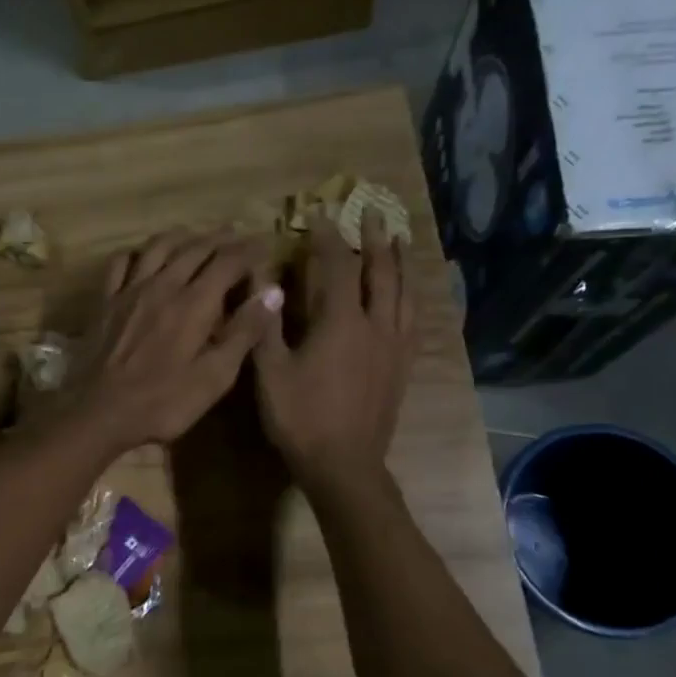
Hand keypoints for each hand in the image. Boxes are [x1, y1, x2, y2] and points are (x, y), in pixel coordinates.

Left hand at [67, 231, 283, 456]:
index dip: (250, 250)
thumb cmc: (165, 402)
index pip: (228, 261)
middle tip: (237, 236)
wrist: (101, 413)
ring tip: (196, 236)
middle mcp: (163, 285)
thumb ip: (244, 332)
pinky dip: (136, 252)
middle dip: (221, 238)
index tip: (265, 244)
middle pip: (195, 248)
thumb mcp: (215, 376)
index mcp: (194, 302)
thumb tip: (272, 292)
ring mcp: (130, 291)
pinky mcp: (106, 302)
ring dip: (182, 236)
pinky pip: (120, 263)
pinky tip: (142, 256)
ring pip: (158, 247)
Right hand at [253, 215, 416, 488]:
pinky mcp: (402, 367)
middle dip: (375, 238)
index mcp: (341, 323)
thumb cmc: (300, 419)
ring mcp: (394, 347)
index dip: (328, 237)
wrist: (344, 465)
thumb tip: (262, 281)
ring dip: (400, 262)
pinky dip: (411, 298)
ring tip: (398, 241)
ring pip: (404, 293)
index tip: (320, 214)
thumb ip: (266, 324)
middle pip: (382, 271)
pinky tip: (408, 295)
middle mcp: (375, 326)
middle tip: (373, 211)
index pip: (337, 266)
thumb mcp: (270, 372)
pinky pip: (412, 321)